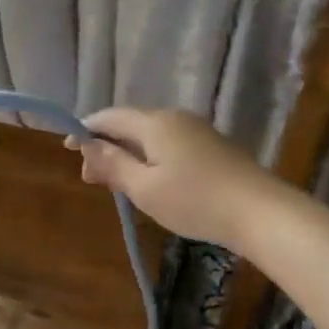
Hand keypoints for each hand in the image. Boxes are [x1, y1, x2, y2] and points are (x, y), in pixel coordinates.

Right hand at [68, 108, 271, 248]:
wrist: (262, 212)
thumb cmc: (195, 201)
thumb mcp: (144, 188)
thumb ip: (113, 165)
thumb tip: (88, 146)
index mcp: (154, 122)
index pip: (109, 116)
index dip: (85, 130)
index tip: (67, 149)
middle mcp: (174, 118)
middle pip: (129, 124)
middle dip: (105, 146)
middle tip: (91, 178)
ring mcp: (196, 130)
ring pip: (149, 136)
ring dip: (127, 154)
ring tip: (116, 183)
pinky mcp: (212, 147)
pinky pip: (168, 144)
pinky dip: (149, 157)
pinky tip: (149, 181)